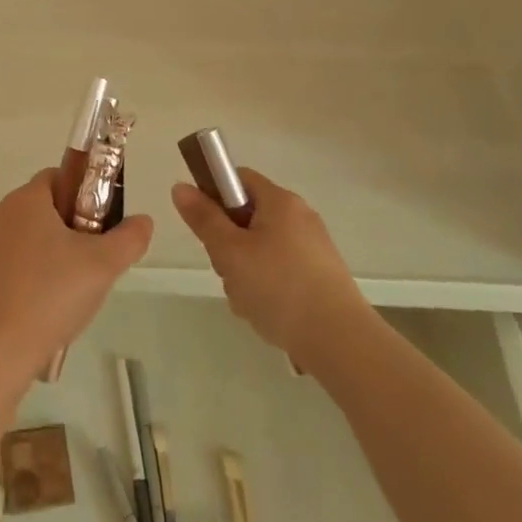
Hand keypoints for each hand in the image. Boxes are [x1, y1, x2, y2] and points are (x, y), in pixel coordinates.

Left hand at [0, 169, 152, 379]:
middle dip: (71, 228)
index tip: (101, 225)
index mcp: (26, 199)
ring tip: (72, 290)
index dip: (85, 194)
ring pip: (27, 238)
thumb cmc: (50, 295)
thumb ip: (129, 238)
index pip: (59, 177)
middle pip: (43, 208)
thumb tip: (143, 220)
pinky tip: (45, 309)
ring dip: (51, 255)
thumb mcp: (103, 265)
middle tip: (93, 260)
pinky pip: (11, 265)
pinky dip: (30, 277)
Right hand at [171, 168, 367, 361]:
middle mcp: (300, 217)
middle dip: (229, 245)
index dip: (214, 195)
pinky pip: (280, 273)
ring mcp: (313, 249)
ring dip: (245, 273)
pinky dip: (267, 289)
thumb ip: (204, 219)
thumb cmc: (279, 287)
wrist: (341, 342)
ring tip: (249, 302)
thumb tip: (180, 186)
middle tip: (227, 271)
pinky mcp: (321, 278)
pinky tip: (267, 315)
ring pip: (261, 250)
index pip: (238, 178)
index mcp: (280, 201)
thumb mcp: (230, 252)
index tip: (205, 226)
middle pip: (248, 217)